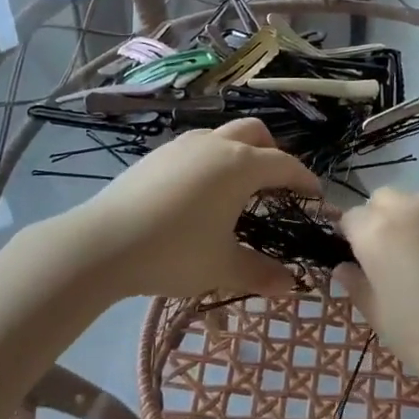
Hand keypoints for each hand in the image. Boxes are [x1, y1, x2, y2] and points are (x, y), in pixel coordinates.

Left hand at [51, 119, 319, 301]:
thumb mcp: (222, 267)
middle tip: (276, 184)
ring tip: (237, 187)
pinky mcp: (157, 154)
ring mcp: (183, 145)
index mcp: (241, 166)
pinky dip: (211, 159)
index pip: (285, 165)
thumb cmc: (174, 251)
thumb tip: (291, 286)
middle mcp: (216, 145)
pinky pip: (196, 146)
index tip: (315, 195)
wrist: (102, 242)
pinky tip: (198, 192)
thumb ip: (260, 273)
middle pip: (256, 132)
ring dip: (239, 152)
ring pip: (223, 134)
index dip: (304, 179)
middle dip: (273, 152)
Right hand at [335, 189, 418, 414]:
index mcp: (378, 232)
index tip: (356, 265)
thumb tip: (344, 268)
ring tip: (415, 259)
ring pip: (413, 201)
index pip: (350, 218)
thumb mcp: (383, 320)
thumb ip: (358, 287)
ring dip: (406, 219)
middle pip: (382, 200)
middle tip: (383, 260)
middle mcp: (409, 210)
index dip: (348, 239)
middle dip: (376, 220)